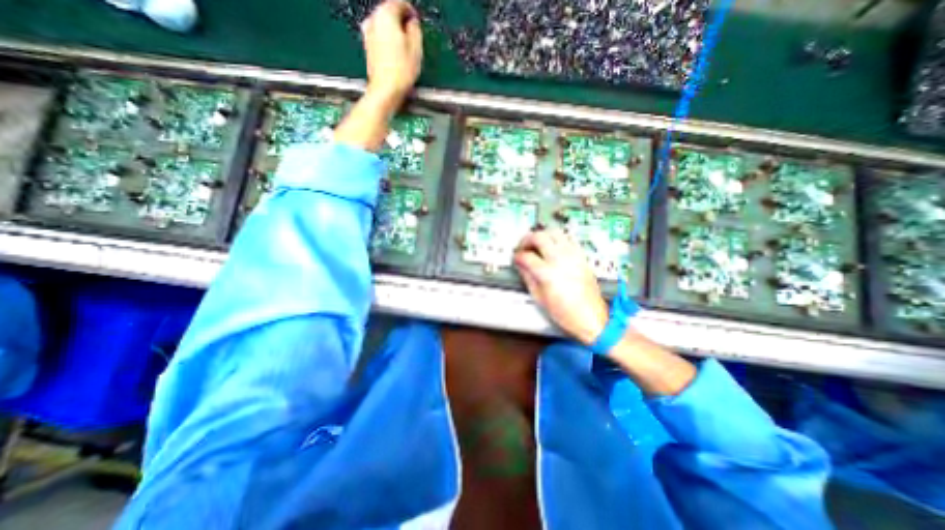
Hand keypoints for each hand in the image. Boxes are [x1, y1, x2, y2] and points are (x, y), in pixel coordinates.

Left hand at [361, 1, 421, 105]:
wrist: (385, 90)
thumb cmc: (402, 70)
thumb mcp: (416, 48)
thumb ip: (415, 29)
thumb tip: (412, 23)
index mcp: (386, 14)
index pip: (400, 3)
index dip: (411, 12)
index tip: (417, 23)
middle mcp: (373, 19)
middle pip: (389, 12)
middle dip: (401, 21)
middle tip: (412, 35)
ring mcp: (368, 33)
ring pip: (384, 26)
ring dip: (394, 32)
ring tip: (405, 48)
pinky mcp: (367, 47)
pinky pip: (380, 38)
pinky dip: (388, 42)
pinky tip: (396, 55)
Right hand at [514, 230, 607, 344]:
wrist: (591, 317)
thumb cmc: (566, 313)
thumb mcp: (539, 298)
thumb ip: (528, 277)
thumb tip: (521, 265)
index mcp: (548, 273)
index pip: (526, 256)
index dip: (517, 256)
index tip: (516, 258)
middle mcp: (561, 260)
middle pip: (539, 236)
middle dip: (527, 239)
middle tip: (522, 246)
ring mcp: (573, 256)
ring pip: (554, 232)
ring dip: (542, 235)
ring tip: (537, 244)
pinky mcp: (581, 257)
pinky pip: (568, 238)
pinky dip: (557, 239)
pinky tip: (552, 248)